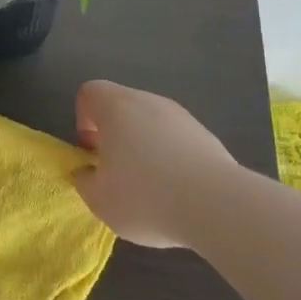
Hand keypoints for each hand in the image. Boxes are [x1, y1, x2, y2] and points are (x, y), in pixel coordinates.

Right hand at [74, 80, 241, 247]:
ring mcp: (182, 116)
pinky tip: (177, 192)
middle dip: (114, 135)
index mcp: (116, 107)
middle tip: (115, 172)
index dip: (83, 119)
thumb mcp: (99, 199)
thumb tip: (88, 172)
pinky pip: (176, 140)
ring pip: (151, 123)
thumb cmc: (145, 196)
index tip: (92, 152)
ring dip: (143, 146)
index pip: (89, 93)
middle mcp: (149, 101)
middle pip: (122, 107)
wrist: (217, 205)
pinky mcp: (206, 136)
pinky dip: (170, 158)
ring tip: (149, 187)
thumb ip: (84, 181)